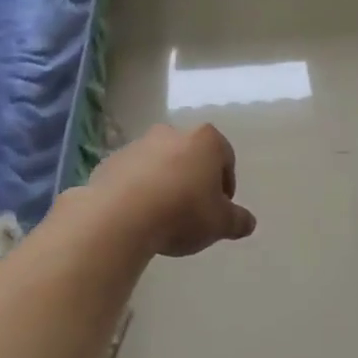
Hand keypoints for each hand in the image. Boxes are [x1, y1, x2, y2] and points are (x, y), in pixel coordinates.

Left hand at [84, 124, 256, 256]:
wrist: (120, 216)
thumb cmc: (182, 212)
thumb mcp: (220, 224)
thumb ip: (238, 221)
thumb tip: (248, 222)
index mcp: (205, 140)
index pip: (225, 157)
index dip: (226, 184)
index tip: (220, 208)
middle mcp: (171, 133)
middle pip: (190, 156)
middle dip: (194, 180)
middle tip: (194, 212)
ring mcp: (137, 146)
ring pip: (159, 164)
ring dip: (164, 184)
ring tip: (163, 217)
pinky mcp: (109, 162)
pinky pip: (132, 177)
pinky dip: (138, 191)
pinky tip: (138, 217)